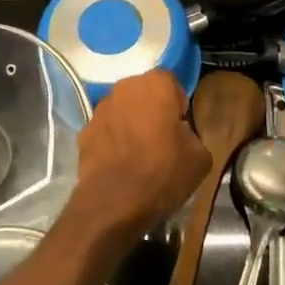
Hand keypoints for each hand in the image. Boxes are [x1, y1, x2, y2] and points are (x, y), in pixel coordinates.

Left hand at [65, 70, 209, 248]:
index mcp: (155, 85)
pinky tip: (120, 163)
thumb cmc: (162, 173)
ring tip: (139, 153)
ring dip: (130, 122)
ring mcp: (100, 108)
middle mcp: (124, 87)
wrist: (114, 202)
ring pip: (122, 109)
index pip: (170, 82)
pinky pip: (106, 129)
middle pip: (143, 92)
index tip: (181, 126)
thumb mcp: (199, 157)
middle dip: (152, 109)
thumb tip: (181, 133)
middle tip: (162, 138)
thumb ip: (192, 134)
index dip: (177, 102)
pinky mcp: (84, 130)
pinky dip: (112, 139)